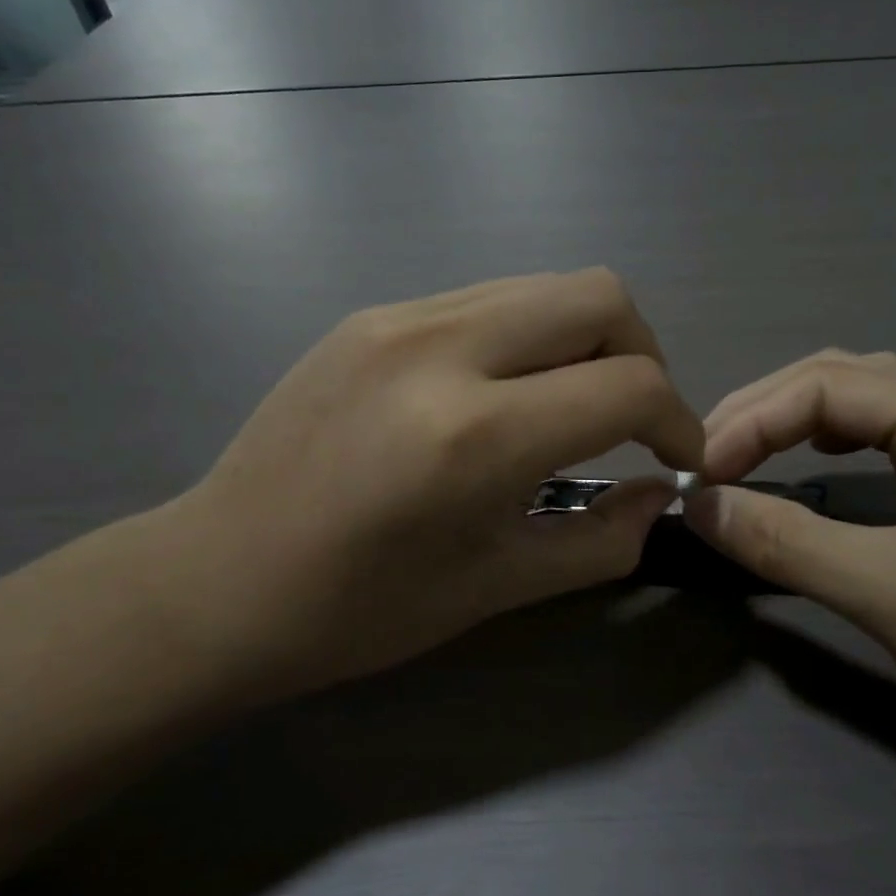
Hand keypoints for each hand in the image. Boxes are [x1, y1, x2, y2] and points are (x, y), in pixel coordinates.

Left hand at [156, 270, 703, 698]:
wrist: (218, 579)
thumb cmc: (359, 609)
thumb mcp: (497, 588)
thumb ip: (602, 540)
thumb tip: (662, 495)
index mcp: (475, 435)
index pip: (629, 385)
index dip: (677, 420)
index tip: (675, 459)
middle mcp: (443, 349)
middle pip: (600, 297)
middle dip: (642, 356)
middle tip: (630, 420)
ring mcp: (401, 318)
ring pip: (545, 286)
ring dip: (584, 340)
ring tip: (569, 406)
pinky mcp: (373, 314)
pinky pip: (489, 299)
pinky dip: (528, 336)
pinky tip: (503, 394)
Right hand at [684, 352, 895, 782]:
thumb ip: (788, 543)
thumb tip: (699, 506)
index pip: (825, 386)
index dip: (749, 422)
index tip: (697, 475)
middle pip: (845, 379)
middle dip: (766, 411)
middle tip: (707, 459)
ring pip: (870, 406)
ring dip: (798, 422)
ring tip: (745, 454)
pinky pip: (894, 443)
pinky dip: (837, 446)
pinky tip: (819, 467)